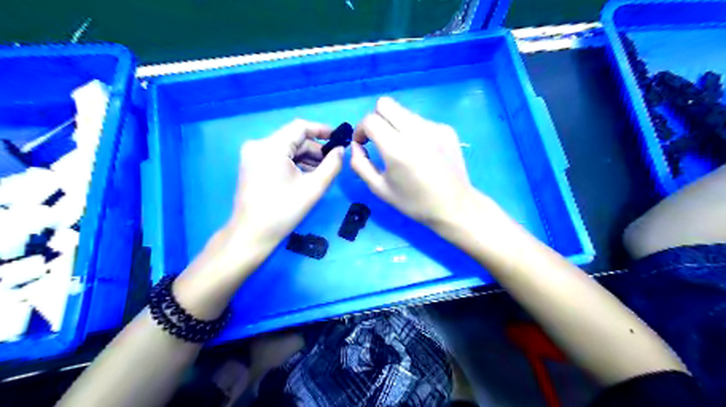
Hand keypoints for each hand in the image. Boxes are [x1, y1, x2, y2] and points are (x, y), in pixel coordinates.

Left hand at [226, 120, 344, 249]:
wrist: (252, 234)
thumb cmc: (284, 211)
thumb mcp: (314, 187)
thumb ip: (332, 165)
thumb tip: (341, 150)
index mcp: (271, 147)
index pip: (300, 127)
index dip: (322, 130)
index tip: (339, 138)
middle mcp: (258, 145)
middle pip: (293, 139)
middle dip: (315, 149)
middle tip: (333, 162)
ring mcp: (252, 155)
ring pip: (286, 149)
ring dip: (305, 158)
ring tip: (322, 172)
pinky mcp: (251, 165)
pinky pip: (277, 157)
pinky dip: (293, 164)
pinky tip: (306, 176)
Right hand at [351, 97, 476, 226]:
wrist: (454, 206)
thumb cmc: (414, 202)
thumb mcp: (380, 189)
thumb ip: (360, 164)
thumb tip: (356, 146)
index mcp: (396, 149)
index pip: (370, 120)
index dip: (360, 130)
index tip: (363, 143)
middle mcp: (415, 131)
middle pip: (385, 103)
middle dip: (375, 118)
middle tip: (378, 138)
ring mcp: (434, 127)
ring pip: (404, 111)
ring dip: (395, 124)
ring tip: (402, 147)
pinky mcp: (446, 129)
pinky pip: (421, 121)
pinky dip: (414, 131)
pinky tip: (422, 151)